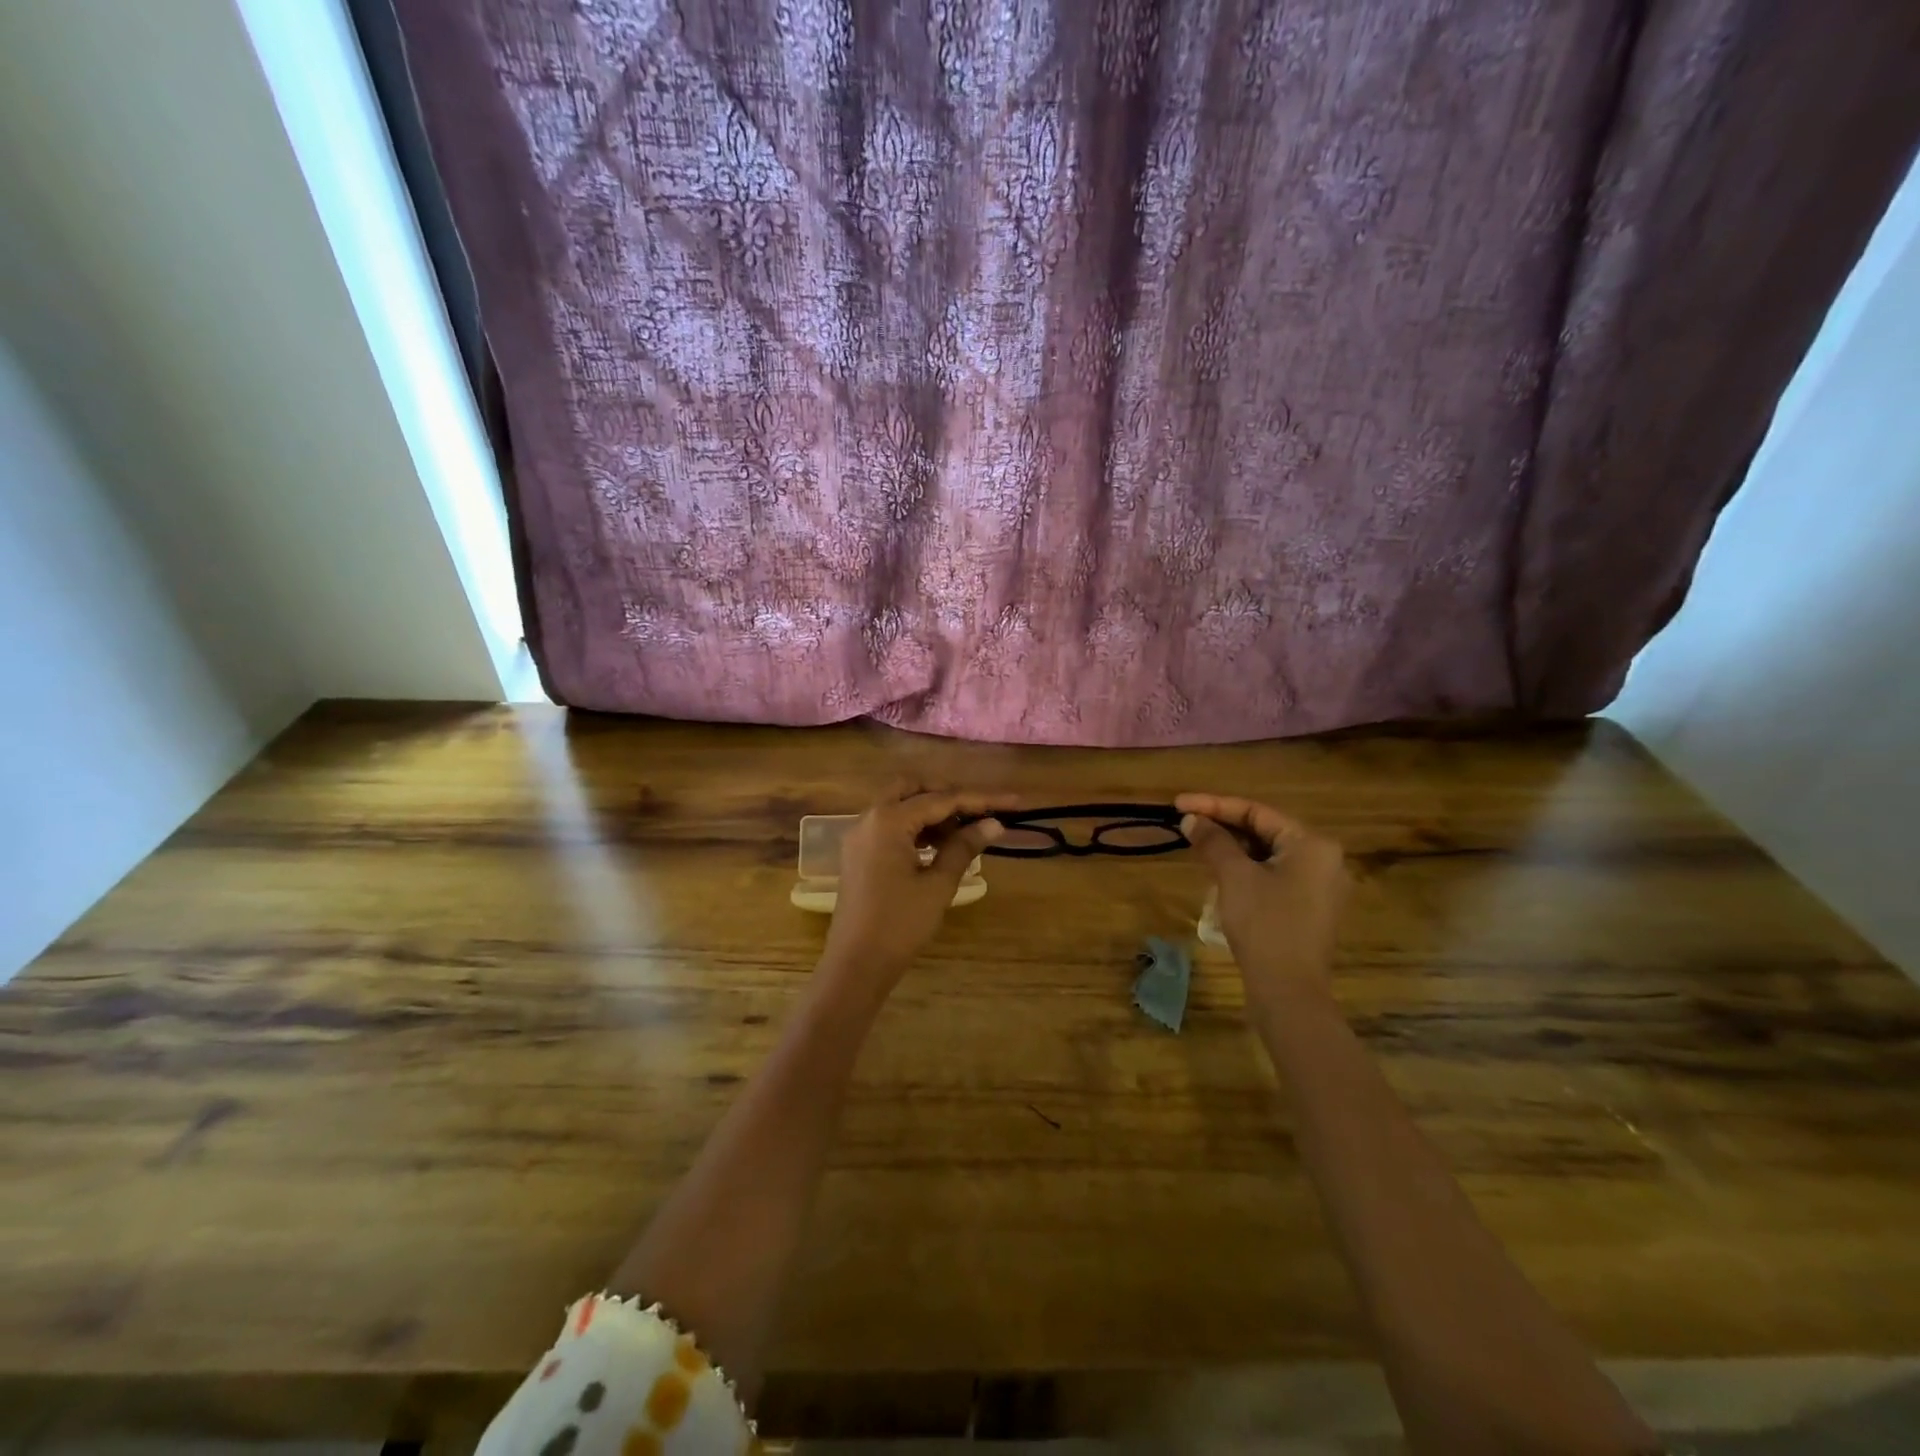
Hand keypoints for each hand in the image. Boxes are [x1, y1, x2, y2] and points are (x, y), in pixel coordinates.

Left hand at [821, 783, 1015, 985]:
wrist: (856, 964)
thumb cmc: (900, 924)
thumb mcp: (937, 885)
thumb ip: (964, 847)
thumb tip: (994, 824)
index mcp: (888, 820)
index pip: (941, 799)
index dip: (980, 800)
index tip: (1013, 803)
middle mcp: (869, 818)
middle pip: (913, 788)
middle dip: (948, 795)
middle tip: (979, 812)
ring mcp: (860, 836)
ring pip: (900, 805)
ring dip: (932, 812)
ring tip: (965, 834)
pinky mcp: (859, 853)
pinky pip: (890, 825)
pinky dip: (915, 827)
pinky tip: (940, 846)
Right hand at [1176, 793, 1348, 995]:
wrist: (1289, 991)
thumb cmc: (1264, 925)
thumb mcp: (1234, 877)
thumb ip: (1213, 842)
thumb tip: (1191, 819)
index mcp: (1312, 844)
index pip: (1256, 811)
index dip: (1213, 805)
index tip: (1178, 804)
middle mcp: (1324, 859)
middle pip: (1264, 830)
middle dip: (1223, 826)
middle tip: (1185, 825)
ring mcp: (1320, 886)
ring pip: (1268, 854)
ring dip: (1232, 848)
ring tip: (1197, 845)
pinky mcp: (1310, 909)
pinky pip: (1274, 876)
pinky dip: (1246, 870)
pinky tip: (1220, 874)